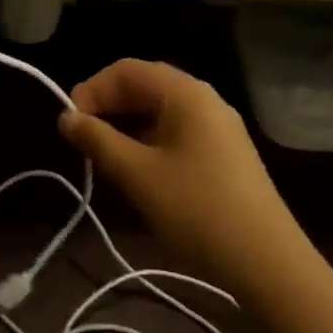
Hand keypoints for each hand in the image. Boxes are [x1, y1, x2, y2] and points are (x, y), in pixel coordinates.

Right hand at [58, 59, 310, 301]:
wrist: (266, 262)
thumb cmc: (196, 210)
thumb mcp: (137, 174)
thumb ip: (97, 140)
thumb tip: (66, 117)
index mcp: (185, 93)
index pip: (127, 70)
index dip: (92, 90)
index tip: (69, 124)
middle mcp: (205, 100)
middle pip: (145, 86)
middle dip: (108, 106)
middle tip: (82, 140)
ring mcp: (218, 127)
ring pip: (160, 111)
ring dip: (126, 126)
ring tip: (103, 158)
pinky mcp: (224, 153)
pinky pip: (177, 132)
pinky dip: (148, 141)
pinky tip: (137, 170)